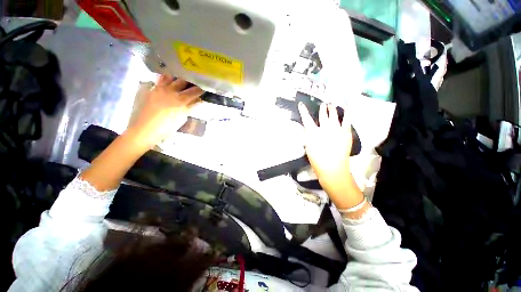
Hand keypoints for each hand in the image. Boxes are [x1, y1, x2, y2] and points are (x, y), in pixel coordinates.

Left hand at [128, 75, 202, 147]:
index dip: (201, 89)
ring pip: (170, 77)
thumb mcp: (182, 118)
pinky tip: (168, 80)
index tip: (204, 88)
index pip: (195, 91)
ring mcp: (159, 88)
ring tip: (181, 79)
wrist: (145, 129)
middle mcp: (171, 91)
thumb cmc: (166, 127)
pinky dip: (165, 78)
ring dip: (177, 78)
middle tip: (194, 82)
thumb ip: (190, 107)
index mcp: (181, 100)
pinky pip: (159, 80)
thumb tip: (198, 100)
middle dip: (190, 81)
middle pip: (183, 81)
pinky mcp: (150, 89)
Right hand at [298, 102, 363, 209]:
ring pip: (334, 115)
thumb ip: (306, 136)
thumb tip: (305, 128)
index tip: (301, 104)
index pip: (306, 119)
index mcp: (313, 133)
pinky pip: (347, 120)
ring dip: (332, 109)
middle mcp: (324, 128)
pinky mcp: (346, 133)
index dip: (303, 111)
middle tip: (322, 104)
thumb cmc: (317, 160)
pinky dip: (347, 113)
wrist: (333, 170)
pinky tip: (347, 107)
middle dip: (321, 108)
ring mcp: (336, 130)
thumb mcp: (308, 148)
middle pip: (322, 114)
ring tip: (331, 104)